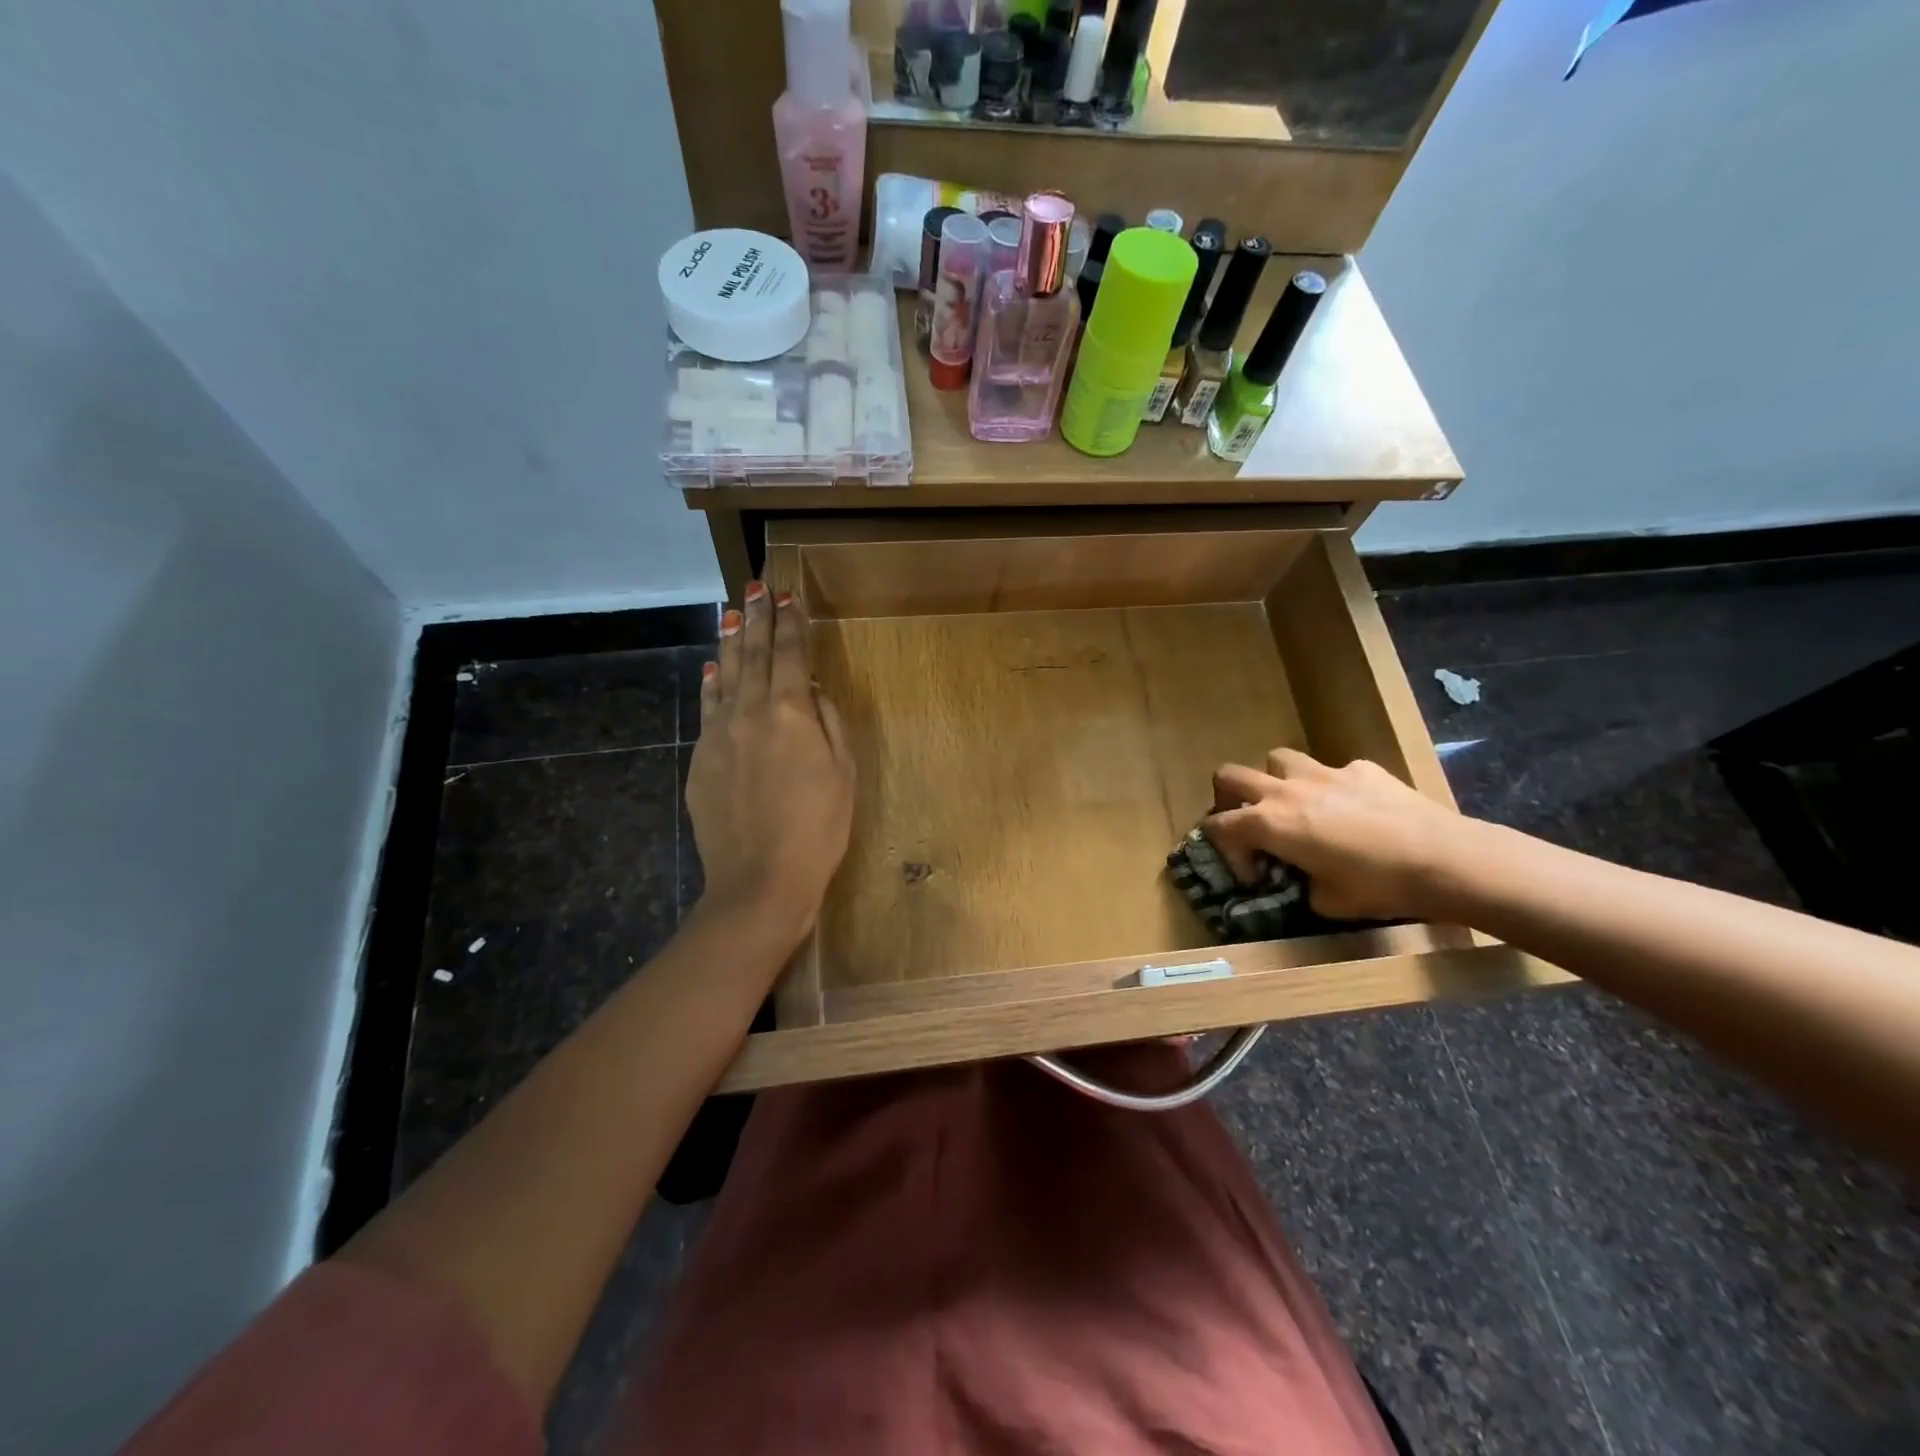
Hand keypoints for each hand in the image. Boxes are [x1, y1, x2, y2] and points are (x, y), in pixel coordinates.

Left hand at [687, 581, 854, 944]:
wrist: (760, 879)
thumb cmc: (818, 828)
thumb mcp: (843, 773)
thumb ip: (828, 723)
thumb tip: (811, 690)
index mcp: (790, 712)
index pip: (790, 654)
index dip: (790, 623)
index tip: (787, 595)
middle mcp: (750, 712)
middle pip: (752, 655)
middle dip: (755, 619)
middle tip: (755, 587)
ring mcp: (719, 734)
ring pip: (723, 676)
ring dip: (729, 643)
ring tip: (729, 614)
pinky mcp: (701, 759)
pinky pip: (707, 709)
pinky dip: (710, 684)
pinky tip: (711, 670)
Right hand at [1203, 748, 1468, 921]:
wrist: (1445, 858)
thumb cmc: (1379, 886)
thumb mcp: (1327, 902)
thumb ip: (1301, 885)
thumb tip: (1304, 880)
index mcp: (1271, 824)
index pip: (1218, 825)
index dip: (1226, 851)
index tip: (1254, 875)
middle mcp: (1287, 791)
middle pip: (1229, 776)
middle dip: (1227, 798)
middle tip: (1247, 824)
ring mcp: (1324, 773)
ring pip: (1277, 759)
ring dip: (1275, 780)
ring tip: (1294, 805)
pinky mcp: (1361, 768)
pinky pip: (1333, 770)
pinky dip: (1332, 788)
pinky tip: (1355, 810)